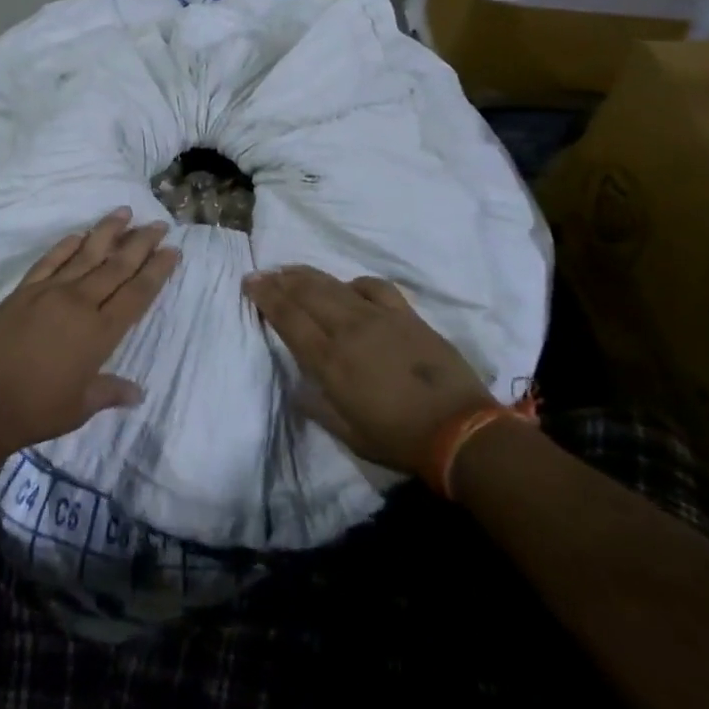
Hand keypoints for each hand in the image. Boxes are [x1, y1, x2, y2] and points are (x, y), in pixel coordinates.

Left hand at [0, 209, 179, 455]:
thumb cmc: (37, 409)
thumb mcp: (81, 407)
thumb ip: (110, 393)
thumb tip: (138, 393)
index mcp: (100, 332)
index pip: (137, 294)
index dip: (157, 271)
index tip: (172, 250)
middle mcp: (80, 303)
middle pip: (117, 266)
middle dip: (140, 243)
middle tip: (158, 224)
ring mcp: (50, 291)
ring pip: (86, 254)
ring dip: (107, 232)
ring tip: (124, 212)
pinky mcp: (25, 290)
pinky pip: (50, 260)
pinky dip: (66, 244)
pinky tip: (79, 234)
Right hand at [243, 266, 494, 477]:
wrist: (458, 429)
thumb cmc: (398, 438)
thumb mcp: (349, 433)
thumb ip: (318, 407)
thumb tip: (297, 388)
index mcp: (330, 360)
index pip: (289, 318)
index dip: (266, 297)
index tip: (250, 282)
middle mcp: (348, 329)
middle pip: (306, 293)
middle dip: (279, 280)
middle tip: (262, 273)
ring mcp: (378, 317)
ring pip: (334, 285)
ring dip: (307, 275)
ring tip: (291, 271)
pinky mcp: (405, 314)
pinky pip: (373, 287)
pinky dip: (354, 283)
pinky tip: (347, 286)